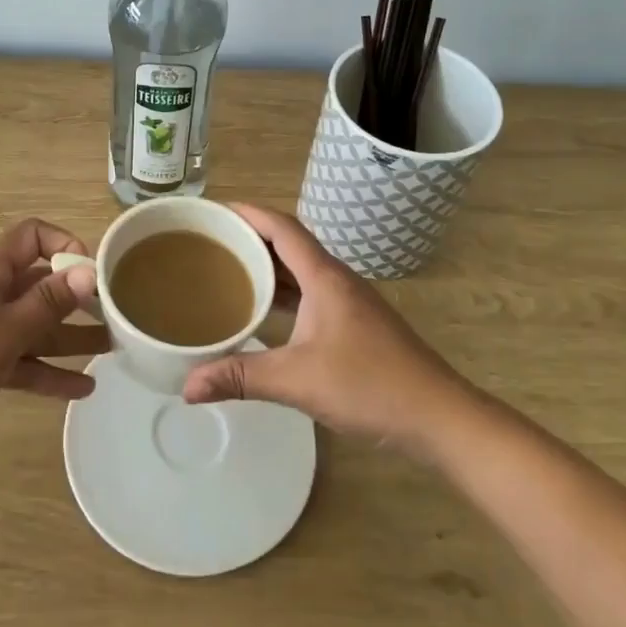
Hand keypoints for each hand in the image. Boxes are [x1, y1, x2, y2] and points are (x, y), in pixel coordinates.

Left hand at [0, 219, 106, 474]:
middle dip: (77, 297)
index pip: (30, 236)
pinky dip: (47, 371)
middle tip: (116, 315)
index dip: (64, 245)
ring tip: (113, 350)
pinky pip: (20, 360)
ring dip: (69, 337)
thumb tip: (88, 270)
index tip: (93, 274)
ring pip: (33, 326)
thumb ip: (47, 303)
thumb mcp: (2, 334)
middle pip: (38, 284)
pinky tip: (81, 389)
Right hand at [182, 204, 470, 455]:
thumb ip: (241, 378)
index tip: (214, 210)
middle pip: (289, 244)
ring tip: (228, 271)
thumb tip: (187, 386)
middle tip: (211, 242)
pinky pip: (309, 294)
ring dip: (267, 266)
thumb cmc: (370, 386)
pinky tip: (264, 313)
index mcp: (325, 278)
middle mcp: (337, 281)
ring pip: (300, 271)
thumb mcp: (298, 381)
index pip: (282, 228)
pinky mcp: (354, 324)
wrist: (438, 416)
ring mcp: (349, 303)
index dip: (248, 213)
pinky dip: (283, 294)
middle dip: (250, 238)